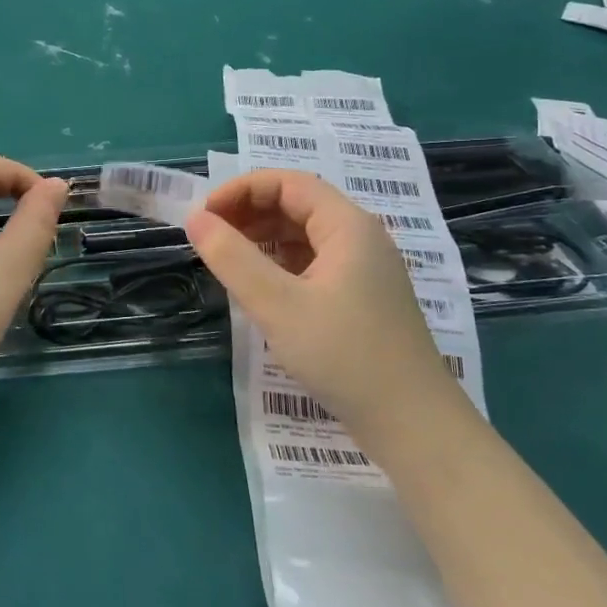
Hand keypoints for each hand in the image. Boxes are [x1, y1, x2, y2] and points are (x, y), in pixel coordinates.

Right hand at [184, 171, 455, 426]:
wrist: (411, 423)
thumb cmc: (343, 355)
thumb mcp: (277, 304)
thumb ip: (232, 258)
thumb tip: (195, 219)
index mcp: (348, 226)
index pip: (288, 183)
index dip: (241, 190)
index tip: (204, 215)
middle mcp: (360, 238)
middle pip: (298, 204)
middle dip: (250, 212)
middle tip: (210, 237)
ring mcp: (364, 269)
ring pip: (305, 235)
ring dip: (264, 237)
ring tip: (227, 259)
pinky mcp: (362, 298)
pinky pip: (314, 263)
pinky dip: (281, 263)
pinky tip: (260, 287)